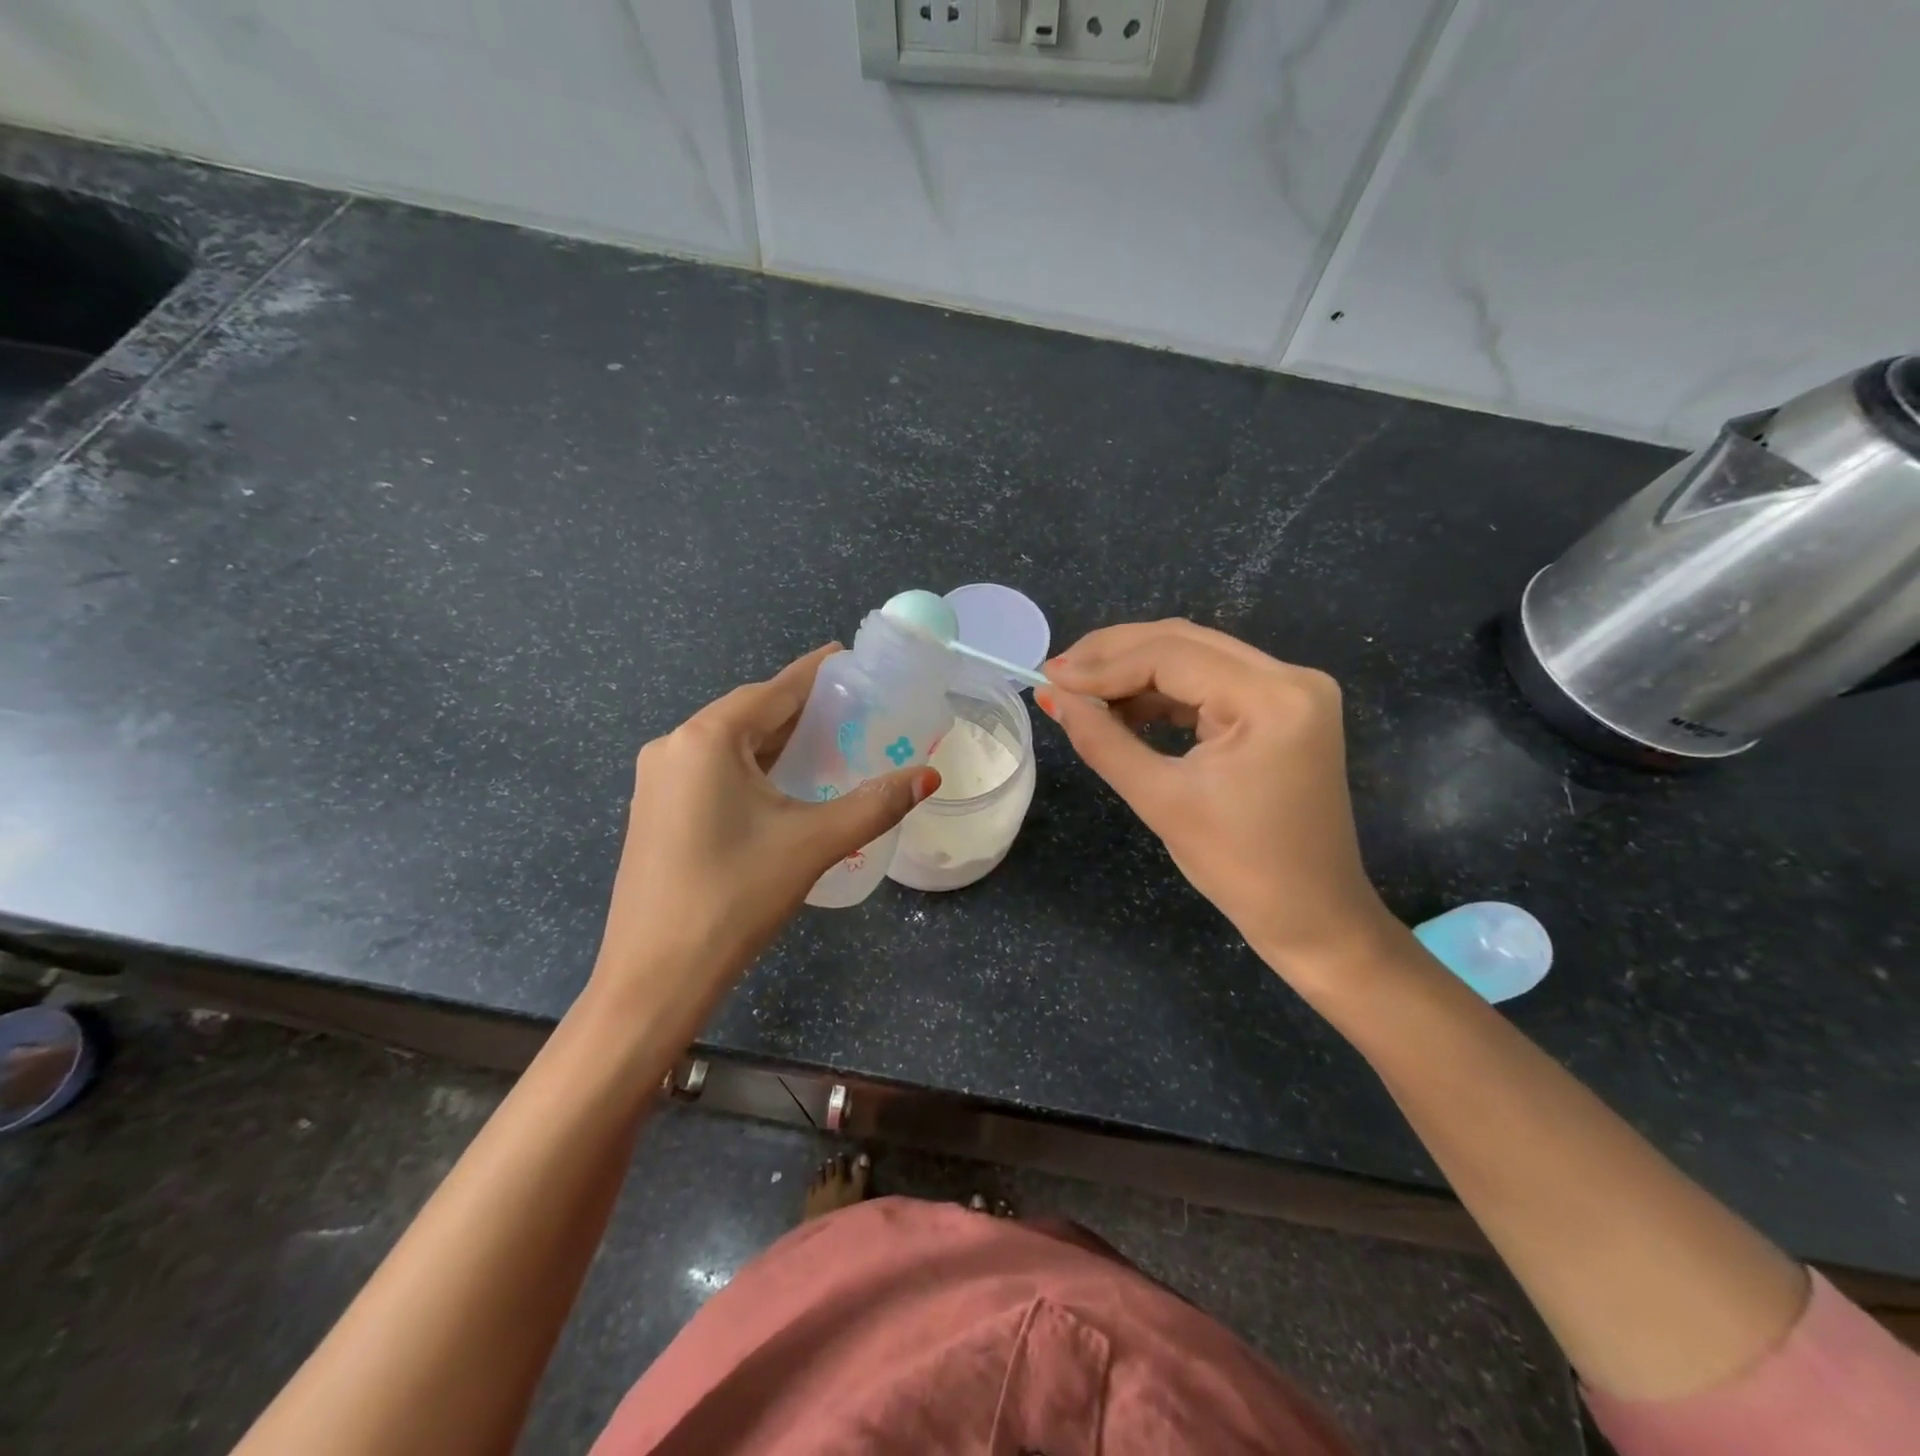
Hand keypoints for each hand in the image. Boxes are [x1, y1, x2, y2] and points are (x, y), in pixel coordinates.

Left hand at [592, 645, 938, 1005]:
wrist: (655, 977)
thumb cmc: (734, 898)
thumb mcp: (813, 844)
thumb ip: (875, 804)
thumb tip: (930, 776)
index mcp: (707, 738)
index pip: (775, 689)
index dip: (818, 673)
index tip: (853, 660)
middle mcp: (675, 746)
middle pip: (751, 713)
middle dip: (803, 711)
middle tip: (856, 713)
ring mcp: (658, 780)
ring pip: (731, 744)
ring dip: (778, 742)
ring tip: (831, 746)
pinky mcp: (656, 810)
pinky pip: (713, 770)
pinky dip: (753, 768)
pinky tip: (784, 785)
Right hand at [1038, 620, 1400, 988]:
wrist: (1311, 915)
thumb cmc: (1239, 867)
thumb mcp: (1161, 800)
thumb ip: (1101, 740)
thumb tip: (1051, 696)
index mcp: (1272, 698)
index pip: (1170, 656)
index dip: (1102, 665)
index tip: (1048, 678)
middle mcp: (1290, 677)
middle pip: (1184, 642)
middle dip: (1114, 656)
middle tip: (1058, 676)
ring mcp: (1291, 690)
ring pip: (1195, 657)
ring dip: (1135, 671)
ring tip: (1083, 694)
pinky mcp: (1281, 708)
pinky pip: (1210, 682)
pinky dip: (1163, 692)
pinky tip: (1123, 708)